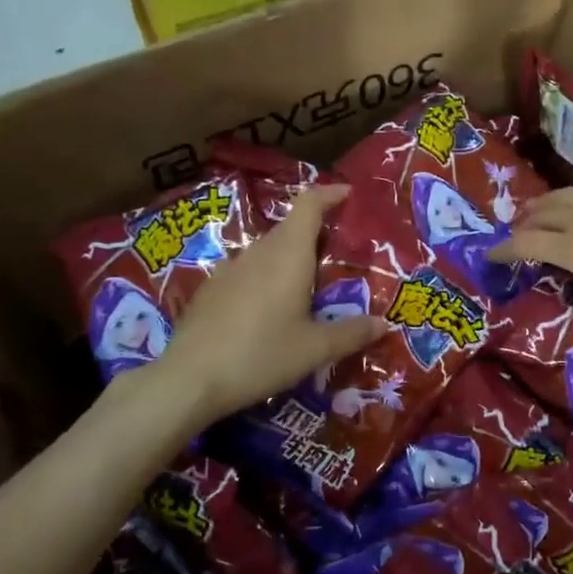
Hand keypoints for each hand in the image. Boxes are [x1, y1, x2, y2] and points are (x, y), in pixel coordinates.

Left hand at [150, 184, 387, 424]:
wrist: (189, 379)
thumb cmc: (260, 356)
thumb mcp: (314, 350)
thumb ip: (351, 333)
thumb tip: (383, 324)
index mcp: (288, 255)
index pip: (309, 205)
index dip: (329, 194)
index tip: (348, 194)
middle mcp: (258, 253)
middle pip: (289, 228)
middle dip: (316, 232)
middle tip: (340, 254)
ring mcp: (229, 269)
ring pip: (267, 251)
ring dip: (290, 258)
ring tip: (308, 285)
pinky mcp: (211, 290)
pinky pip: (247, 271)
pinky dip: (266, 277)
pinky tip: (270, 309)